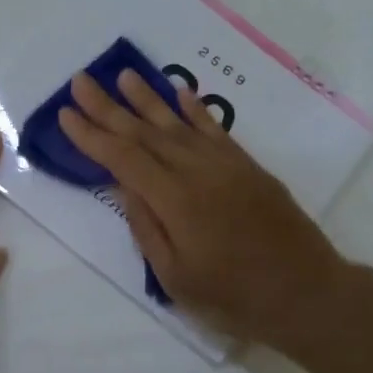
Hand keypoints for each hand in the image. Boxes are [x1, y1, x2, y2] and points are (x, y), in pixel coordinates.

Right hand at [57, 70, 348, 348]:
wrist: (306, 291)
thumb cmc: (235, 297)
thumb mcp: (176, 277)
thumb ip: (147, 227)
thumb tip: (125, 186)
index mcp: (175, 200)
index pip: (123, 158)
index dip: (92, 136)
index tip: (66, 114)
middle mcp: (197, 171)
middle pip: (145, 132)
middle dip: (109, 107)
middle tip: (81, 80)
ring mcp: (225, 164)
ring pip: (178, 123)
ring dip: (148, 99)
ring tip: (124, 76)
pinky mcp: (247, 166)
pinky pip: (215, 129)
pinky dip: (195, 109)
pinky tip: (180, 93)